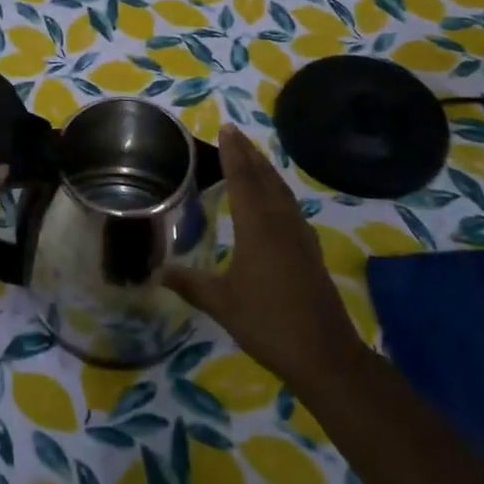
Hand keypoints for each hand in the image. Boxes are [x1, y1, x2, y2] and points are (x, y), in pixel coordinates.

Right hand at [161, 127, 363, 389]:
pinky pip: (291, 208)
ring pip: (282, 192)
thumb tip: (159, 272)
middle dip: (249, 154)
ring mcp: (301, 237)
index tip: (226, 129)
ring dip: (266, 171)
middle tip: (234, 134)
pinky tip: (275, 202)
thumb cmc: (268, 323)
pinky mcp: (311, 252)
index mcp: (257, 228)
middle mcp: (281, 224)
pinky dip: (278, 193)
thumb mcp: (221, 303)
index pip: (242, 180)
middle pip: (265, 179)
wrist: (325, 354)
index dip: (232, 154)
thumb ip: (190, 284)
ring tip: (252, 158)